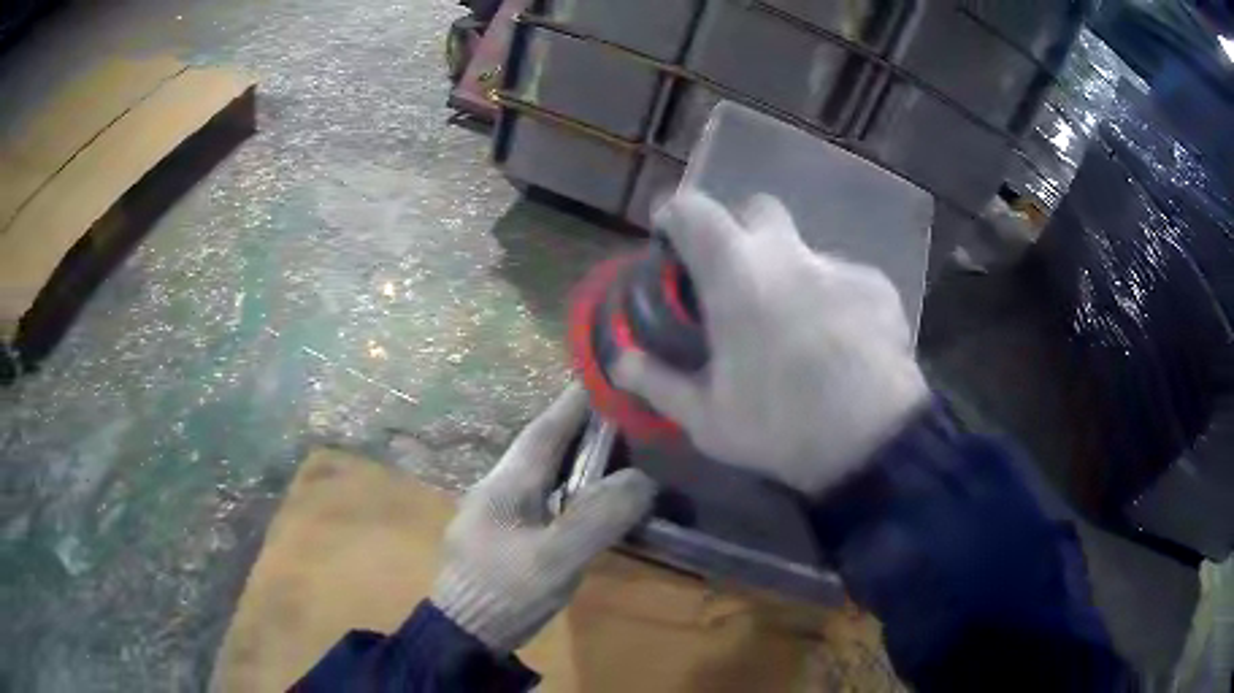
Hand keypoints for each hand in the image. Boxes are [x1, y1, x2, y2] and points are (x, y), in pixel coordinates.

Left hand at [432, 384, 656, 652]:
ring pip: (539, 472)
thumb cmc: (505, 591)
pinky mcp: (502, 535)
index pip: (543, 431)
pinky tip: (586, 495)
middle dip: (576, 426)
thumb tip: (642, 478)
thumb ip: (598, 517)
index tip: (602, 377)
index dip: (573, 403)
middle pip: (540, 447)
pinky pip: (540, 497)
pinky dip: (566, 487)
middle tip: (618, 411)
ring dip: (571, 456)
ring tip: (611, 446)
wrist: (464, 633)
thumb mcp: (555, 558)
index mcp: (505, 484)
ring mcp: (496, 512)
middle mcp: (497, 488)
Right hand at [614, 192, 927, 494]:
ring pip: (804, 251)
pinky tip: (840, 343)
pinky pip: (843, 279)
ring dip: (790, 274)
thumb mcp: (707, 417)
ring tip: (796, 329)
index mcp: (737, 273)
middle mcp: (788, 253)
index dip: (674, 213)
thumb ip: (658, 382)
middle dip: (740, 231)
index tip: (668, 235)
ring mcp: (839, 265)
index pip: (694, 210)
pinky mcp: (878, 286)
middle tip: (735, 277)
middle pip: (757, 209)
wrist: (874, 442)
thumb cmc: (780, 426)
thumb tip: (620, 361)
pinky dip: (832, 299)